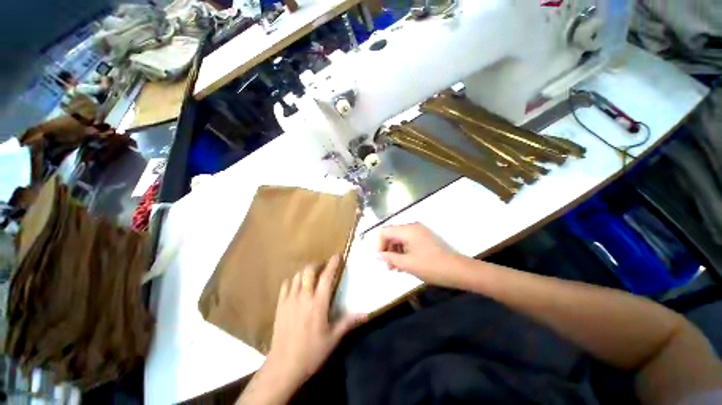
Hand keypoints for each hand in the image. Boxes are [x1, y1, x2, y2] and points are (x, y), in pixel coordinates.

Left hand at [264, 255, 364, 386]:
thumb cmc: (311, 352)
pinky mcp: (280, 305)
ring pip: (297, 275)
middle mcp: (304, 296)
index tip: (338, 255)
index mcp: (318, 303)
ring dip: (306, 272)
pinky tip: (297, 286)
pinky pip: (286, 285)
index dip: (333, 263)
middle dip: (318, 264)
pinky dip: (293, 280)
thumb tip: (366, 314)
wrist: (283, 366)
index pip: (327, 276)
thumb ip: (349, 322)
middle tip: (324, 267)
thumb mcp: (333, 338)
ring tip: (312, 276)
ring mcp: (290, 299)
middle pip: (309, 270)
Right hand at [378, 223, 463, 286]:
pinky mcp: (425, 238)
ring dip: (395, 252)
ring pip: (400, 239)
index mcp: (407, 230)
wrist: (458, 270)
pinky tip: (404, 264)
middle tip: (388, 266)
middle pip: (392, 234)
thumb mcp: (407, 264)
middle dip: (387, 249)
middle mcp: (413, 227)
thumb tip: (378, 255)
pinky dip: (404, 251)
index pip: (385, 231)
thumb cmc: (430, 266)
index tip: (381, 259)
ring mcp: (420, 232)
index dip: (379, 244)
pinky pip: (409, 242)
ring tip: (395, 268)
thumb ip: (389, 258)